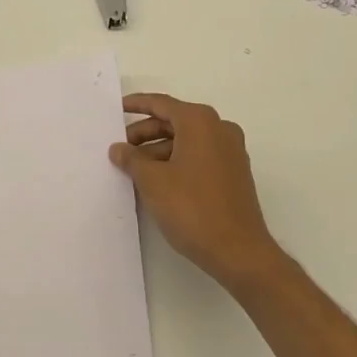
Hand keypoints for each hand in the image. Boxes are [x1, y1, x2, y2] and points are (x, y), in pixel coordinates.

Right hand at [111, 92, 282, 289]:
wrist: (239, 252)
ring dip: (160, 150)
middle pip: (175, 121)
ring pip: (187, 141)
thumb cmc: (192, 208)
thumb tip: (118, 149)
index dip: (137, 105)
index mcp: (200, 122)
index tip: (118, 109)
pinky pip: (200, 156)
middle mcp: (219, 129)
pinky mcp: (235, 173)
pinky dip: (178, 161)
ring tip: (135, 169)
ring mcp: (231, 151)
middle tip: (122, 148)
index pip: (162, 104)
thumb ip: (131, 159)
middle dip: (146, 133)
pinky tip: (159, 180)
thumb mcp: (152, 181)